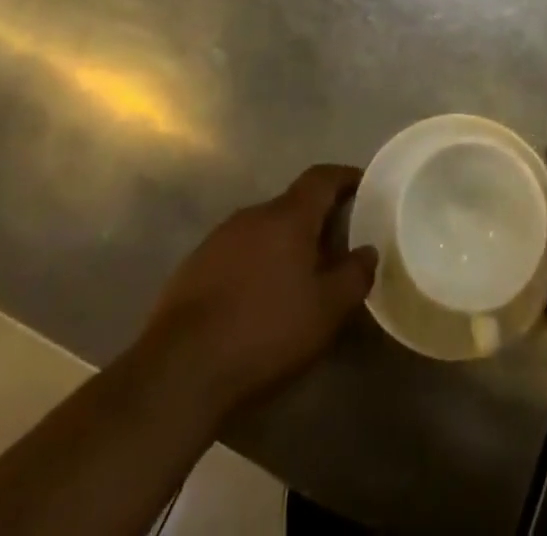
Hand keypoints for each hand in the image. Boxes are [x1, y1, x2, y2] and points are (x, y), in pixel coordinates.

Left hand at [135, 165, 376, 415]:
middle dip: (315, 219)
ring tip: (297, 276)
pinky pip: (236, 253)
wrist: (179, 371)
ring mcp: (218, 239)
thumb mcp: (326, 312)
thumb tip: (368, 251)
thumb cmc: (264, 332)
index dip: (345, 177)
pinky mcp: (193, 267)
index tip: (363, 186)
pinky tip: (256, 299)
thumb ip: (354, 276)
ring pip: (262, 230)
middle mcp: (252, 214)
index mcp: (288, 216)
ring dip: (282, 244)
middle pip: (292, 204)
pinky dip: (254, 265)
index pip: (322, 177)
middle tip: (335, 244)